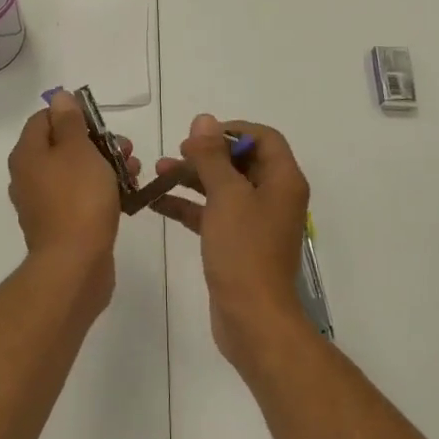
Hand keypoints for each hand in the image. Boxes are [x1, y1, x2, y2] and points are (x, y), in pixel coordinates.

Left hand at [7, 92, 136, 302]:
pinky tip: (127, 195)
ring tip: (134, 171)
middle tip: (125, 148)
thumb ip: (70, 121)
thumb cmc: (78, 199)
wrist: (75, 265)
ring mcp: (43, 203)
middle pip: (63, 145)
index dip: (73, 114)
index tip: (101, 123)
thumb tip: (58, 97)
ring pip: (76, 172)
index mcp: (27, 154)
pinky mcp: (61, 224)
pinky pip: (81, 197)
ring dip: (106, 166)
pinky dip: (101, 191)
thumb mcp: (78, 150)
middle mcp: (29, 176)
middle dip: (97, 142)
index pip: (44, 118)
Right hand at [152, 114, 312, 372]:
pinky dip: (188, 205)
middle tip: (175, 155)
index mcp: (282, 180)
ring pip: (222, 187)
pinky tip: (156, 202)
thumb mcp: (226, 195)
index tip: (199, 137)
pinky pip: (212, 213)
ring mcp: (255, 221)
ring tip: (156, 173)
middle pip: (240, 161)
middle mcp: (273, 196)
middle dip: (205, 155)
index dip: (231, 131)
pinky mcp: (237, 243)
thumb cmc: (244, 250)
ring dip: (191, 177)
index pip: (263, 138)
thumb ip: (212, 156)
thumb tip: (203, 119)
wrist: (253, 318)